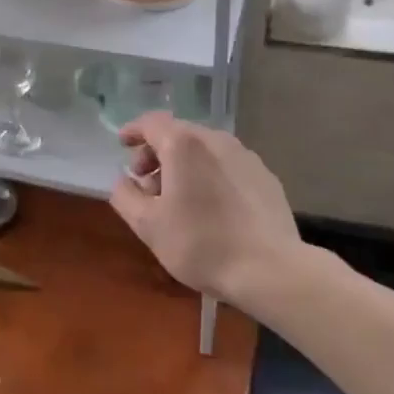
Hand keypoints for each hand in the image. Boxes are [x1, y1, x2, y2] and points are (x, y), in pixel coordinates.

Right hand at [110, 113, 341, 312]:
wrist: (271, 270)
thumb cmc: (201, 244)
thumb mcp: (148, 225)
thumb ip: (125, 196)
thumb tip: (124, 181)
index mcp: (183, 145)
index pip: (151, 123)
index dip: (133, 131)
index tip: (122, 145)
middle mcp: (216, 140)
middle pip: (178, 134)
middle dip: (157, 153)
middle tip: (147, 184)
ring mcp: (246, 157)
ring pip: (205, 150)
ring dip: (184, 165)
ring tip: (178, 198)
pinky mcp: (266, 177)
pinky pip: (228, 166)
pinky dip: (210, 175)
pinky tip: (211, 207)